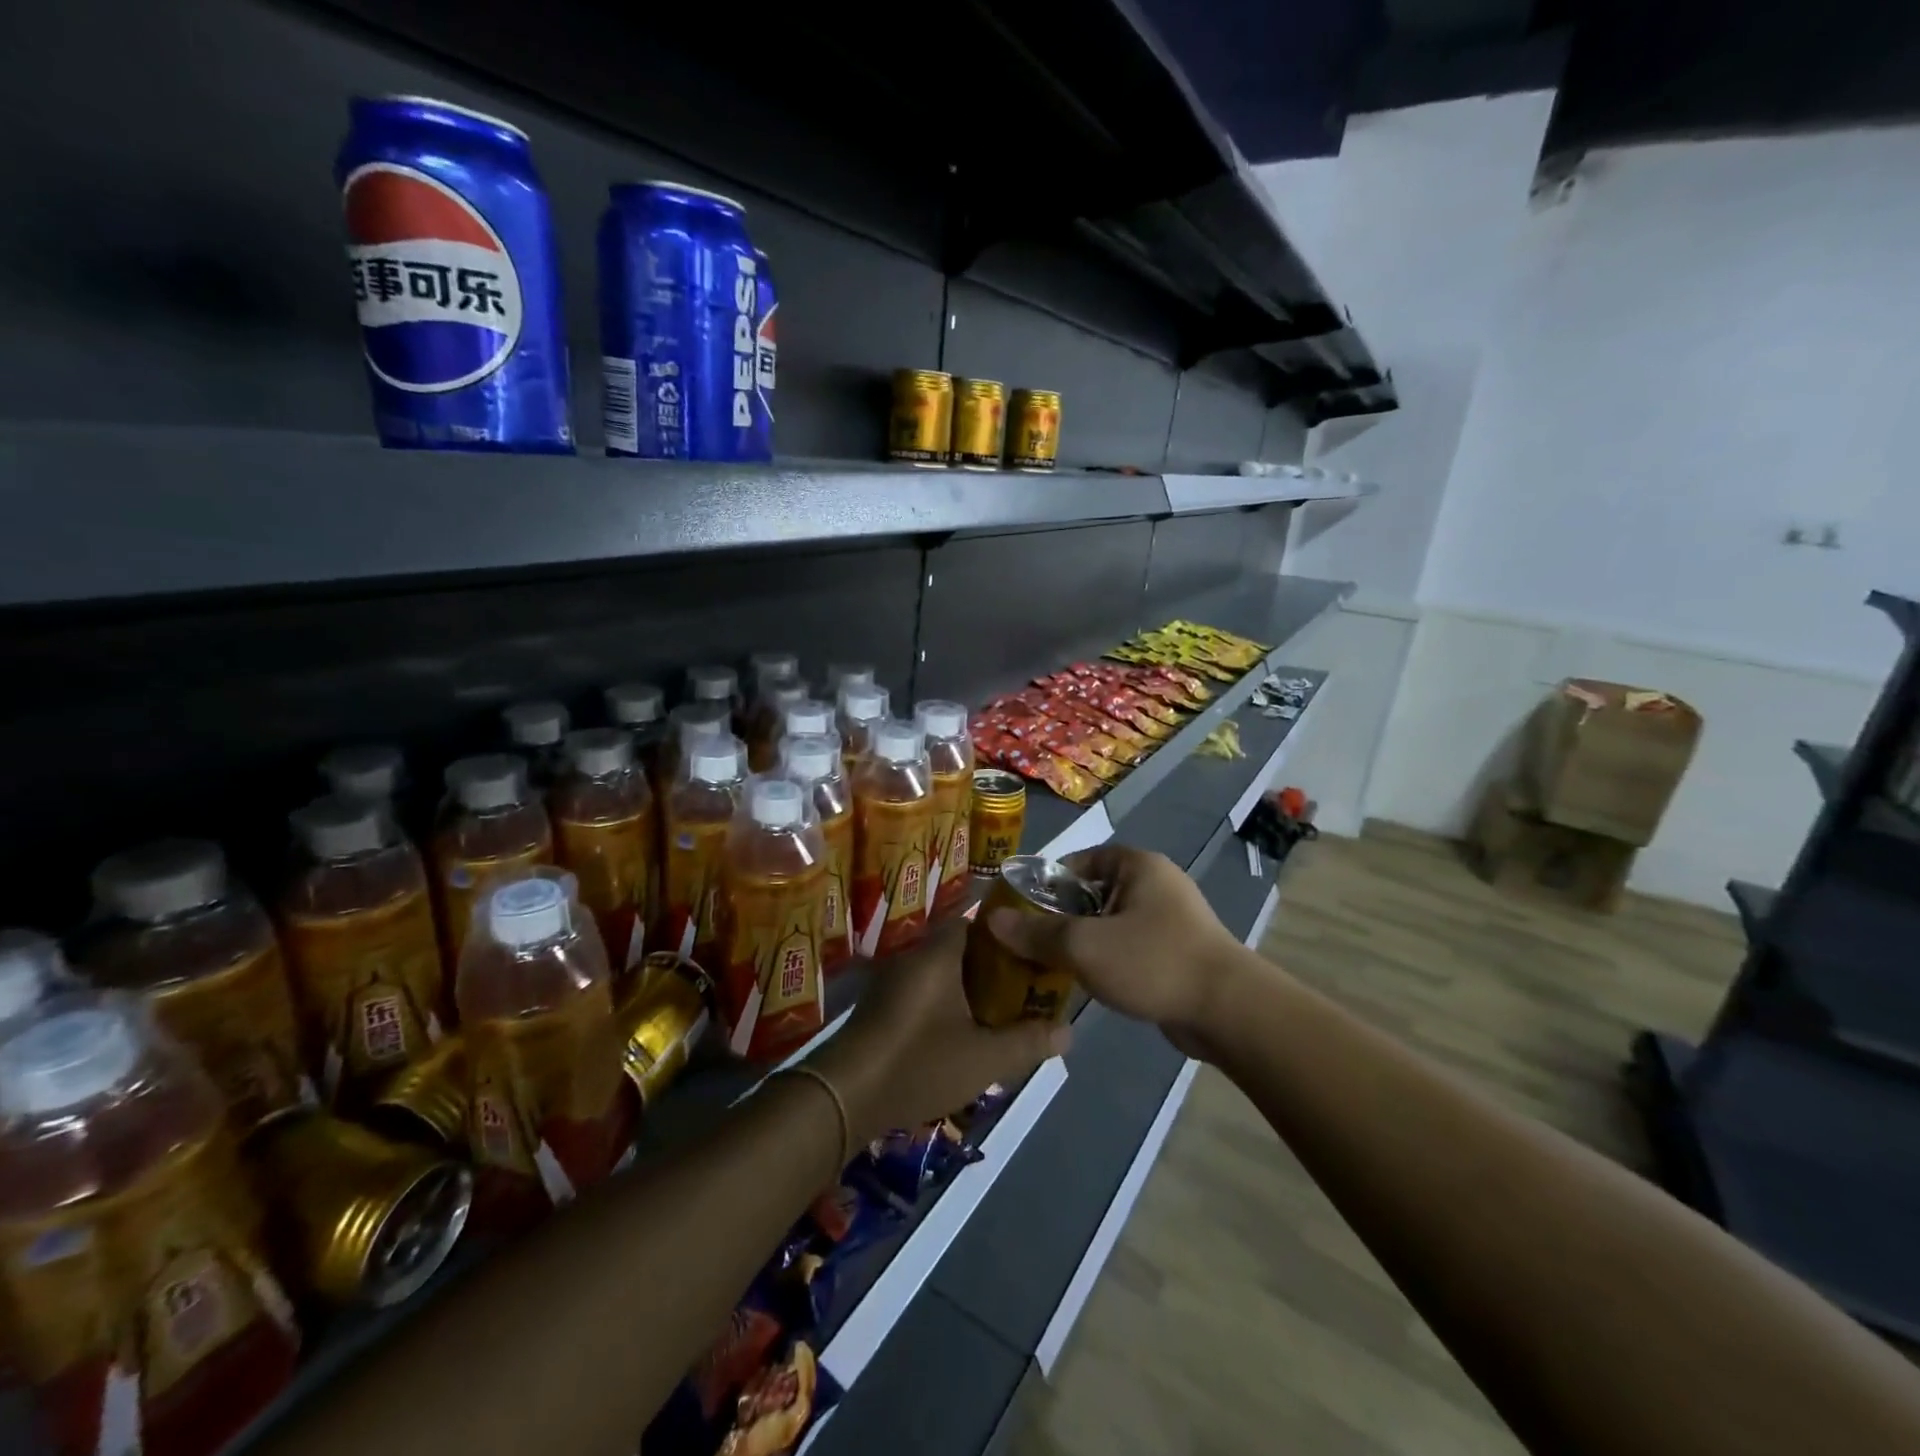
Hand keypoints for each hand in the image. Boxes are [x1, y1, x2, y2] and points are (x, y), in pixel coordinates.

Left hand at [807, 919, 1068, 1144]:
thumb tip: (1069, 1032)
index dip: (1004, 936)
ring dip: (963, 987)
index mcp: (938, 954)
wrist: (845, 1095)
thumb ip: (1027, 1042)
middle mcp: (912, 956)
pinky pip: (919, 991)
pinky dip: (940, 1003)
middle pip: (957, 947)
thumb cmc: (919, 1063)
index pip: (974, 921)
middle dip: (988, 966)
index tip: (1029, 955)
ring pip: (937, 971)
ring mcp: (890, 980)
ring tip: (994, 1013)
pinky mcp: (877, 1005)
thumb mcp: (983, 1059)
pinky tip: (955, 1033)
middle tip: (1018, 990)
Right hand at [986, 846, 1245, 1049]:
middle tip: (1029, 943)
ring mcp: (1171, 917)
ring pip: (1110, 923)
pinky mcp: (1178, 950)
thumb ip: (1037, 933)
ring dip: (1083, 942)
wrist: (1228, 1010)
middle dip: (1060, 918)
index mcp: (1137, 865)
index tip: (1020, 913)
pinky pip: (1129, 946)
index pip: (1077, 862)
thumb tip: (991, 919)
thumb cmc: (1153, 961)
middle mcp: (1155, 882)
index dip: (1045, 885)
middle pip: (1091, 893)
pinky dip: (1107, 959)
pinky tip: (1087, 983)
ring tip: (1050, 966)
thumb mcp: (1084, 946)